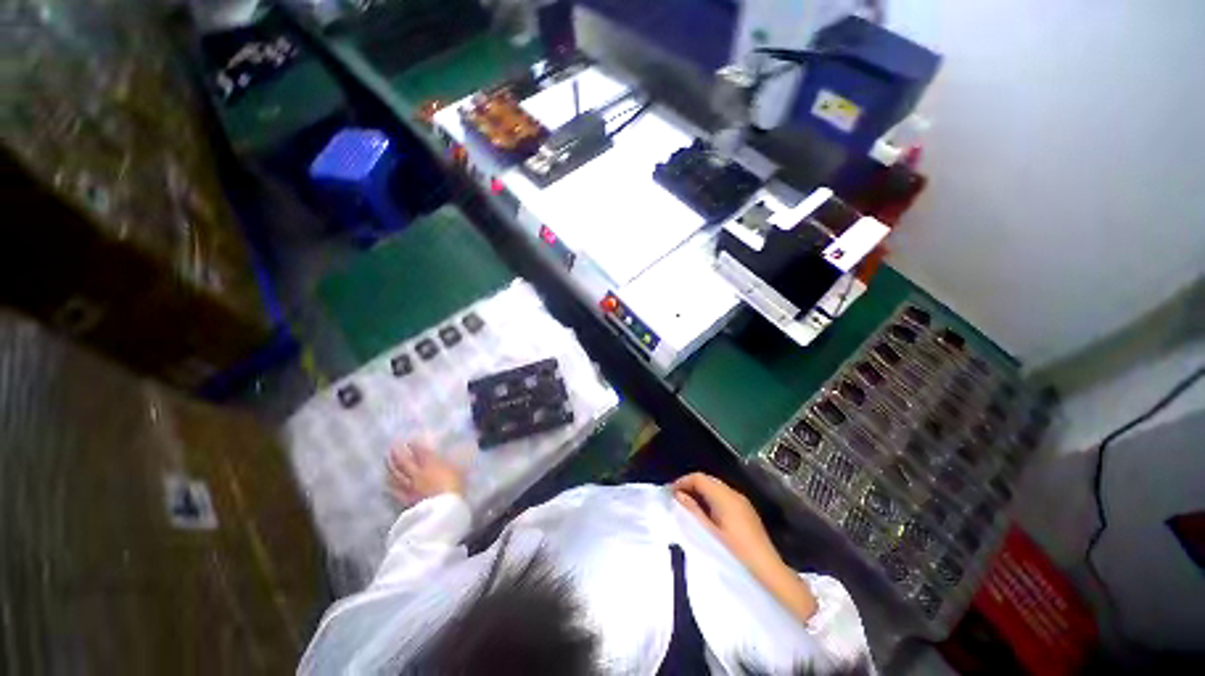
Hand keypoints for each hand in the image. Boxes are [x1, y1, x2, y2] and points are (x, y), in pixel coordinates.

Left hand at [387, 441, 464, 505]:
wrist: (444, 509)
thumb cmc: (455, 486)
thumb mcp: (458, 470)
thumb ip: (450, 463)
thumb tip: (450, 455)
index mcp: (431, 463)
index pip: (420, 451)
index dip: (414, 445)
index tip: (409, 440)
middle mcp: (417, 473)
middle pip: (404, 461)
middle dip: (398, 453)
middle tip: (392, 446)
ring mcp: (410, 486)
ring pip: (396, 475)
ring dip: (390, 467)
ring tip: (387, 461)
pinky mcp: (406, 499)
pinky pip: (396, 491)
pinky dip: (390, 485)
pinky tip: (387, 484)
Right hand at [672, 472, 780, 574]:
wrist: (767, 569)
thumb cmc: (735, 552)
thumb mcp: (709, 532)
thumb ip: (693, 510)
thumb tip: (678, 494)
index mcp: (724, 496)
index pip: (699, 478)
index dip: (683, 481)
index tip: (670, 493)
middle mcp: (733, 493)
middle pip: (707, 480)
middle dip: (690, 486)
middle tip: (676, 499)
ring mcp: (742, 501)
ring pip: (715, 487)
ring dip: (700, 492)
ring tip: (687, 506)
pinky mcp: (746, 510)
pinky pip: (724, 496)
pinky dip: (711, 498)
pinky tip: (705, 513)